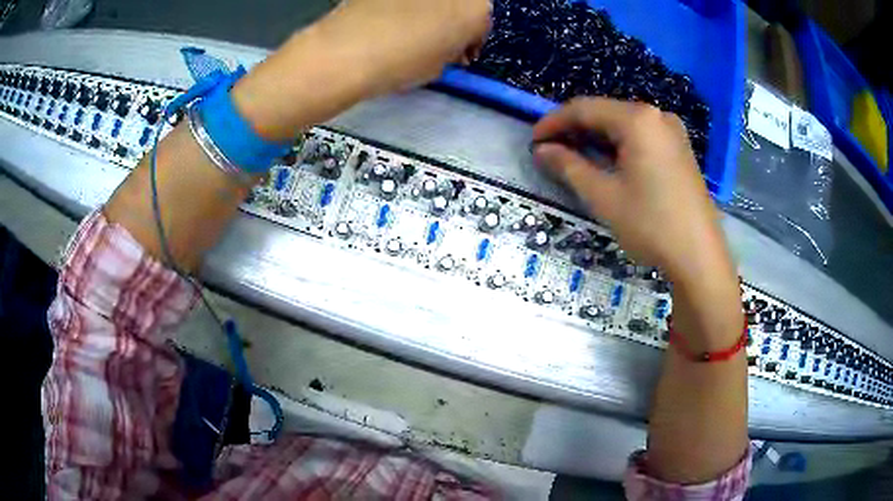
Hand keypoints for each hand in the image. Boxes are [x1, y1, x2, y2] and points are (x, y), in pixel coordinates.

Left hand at [327, 0, 491, 93]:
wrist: (348, 50)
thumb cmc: (401, 62)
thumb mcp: (440, 65)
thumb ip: (452, 50)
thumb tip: (448, 45)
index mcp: (475, 8)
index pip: (482, 23)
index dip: (470, 40)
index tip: (458, 54)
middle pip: (460, 3)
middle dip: (451, 20)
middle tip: (436, 41)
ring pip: (433, 0)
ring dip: (429, 10)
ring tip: (410, 31)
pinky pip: (404, 1)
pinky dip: (403, 7)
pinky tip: (390, 22)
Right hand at [532, 97, 734, 286]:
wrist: (699, 256)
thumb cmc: (650, 224)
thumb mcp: (603, 196)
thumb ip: (568, 166)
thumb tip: (542, 150)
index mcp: (637, 119)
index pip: (584, 108)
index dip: (553, 122)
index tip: (533, 141)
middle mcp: (656, 115)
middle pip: (605, 113)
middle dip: (575, 129)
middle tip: (551, 151)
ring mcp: (672, 131)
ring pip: (623, 125)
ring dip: (596, 138)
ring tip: (573, 157)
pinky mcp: (680, 148)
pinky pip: (641, 136)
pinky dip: (619, 145)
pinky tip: (607, 161)